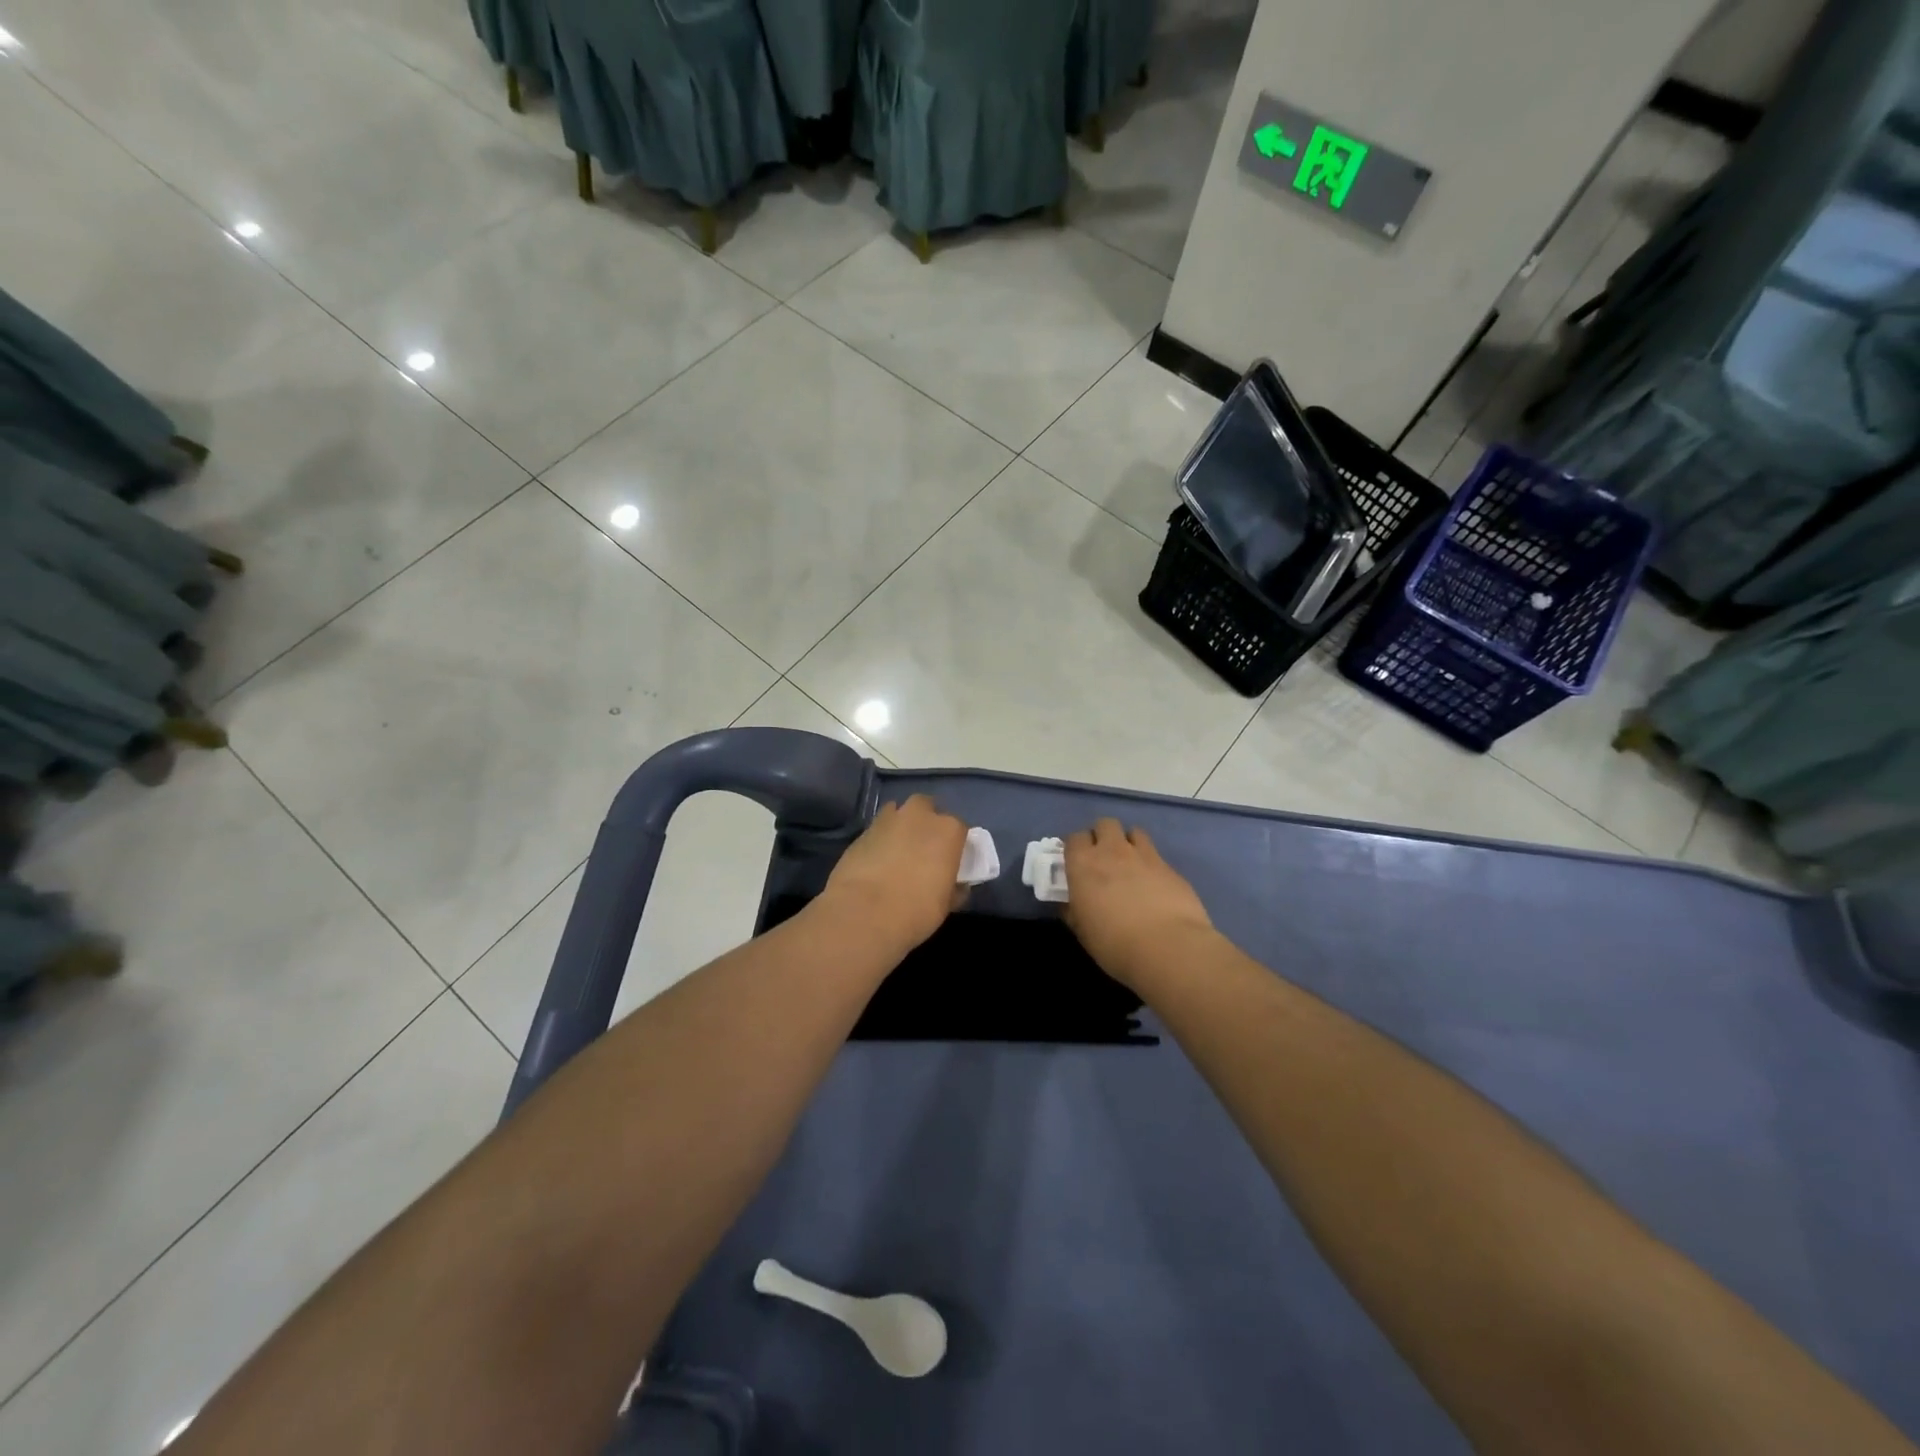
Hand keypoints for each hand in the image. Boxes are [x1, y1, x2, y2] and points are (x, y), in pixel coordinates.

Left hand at [819, 795, 967, 953]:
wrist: (864, 913)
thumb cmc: (916, 910)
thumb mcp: (946, 904)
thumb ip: (954, 887)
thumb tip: (956, 885)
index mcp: (948, 830)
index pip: (959, 828)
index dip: (954, 844)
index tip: (949, 860)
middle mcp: (919, 815)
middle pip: (926, 808)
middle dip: (925, 822)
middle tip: (923, 848)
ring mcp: (887, 819)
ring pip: (898, 813)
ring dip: (900, 826)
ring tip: (898, 852)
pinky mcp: (862, 831)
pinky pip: (877, 829)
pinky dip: (880, 840)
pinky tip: (876, 861)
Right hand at [1064, 820, 1216, 989]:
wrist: (1168, 948)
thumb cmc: (1115, 944)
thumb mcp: (1083, 931)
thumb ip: (1074, 910)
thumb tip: (1071, 903)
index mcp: (1084, 864)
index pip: (1074, 838)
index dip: (1075, 848)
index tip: (1077, 863)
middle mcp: (1112, 851)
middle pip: (1104, 824)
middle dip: (1102, 836)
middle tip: (1103, 859)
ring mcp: (1144, 855)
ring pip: (1133, 832)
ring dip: (1128, 843)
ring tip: (1130, 865)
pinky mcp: (1170, 867)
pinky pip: (1155, 854)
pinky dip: (1150, 863)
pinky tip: (1153, 885)